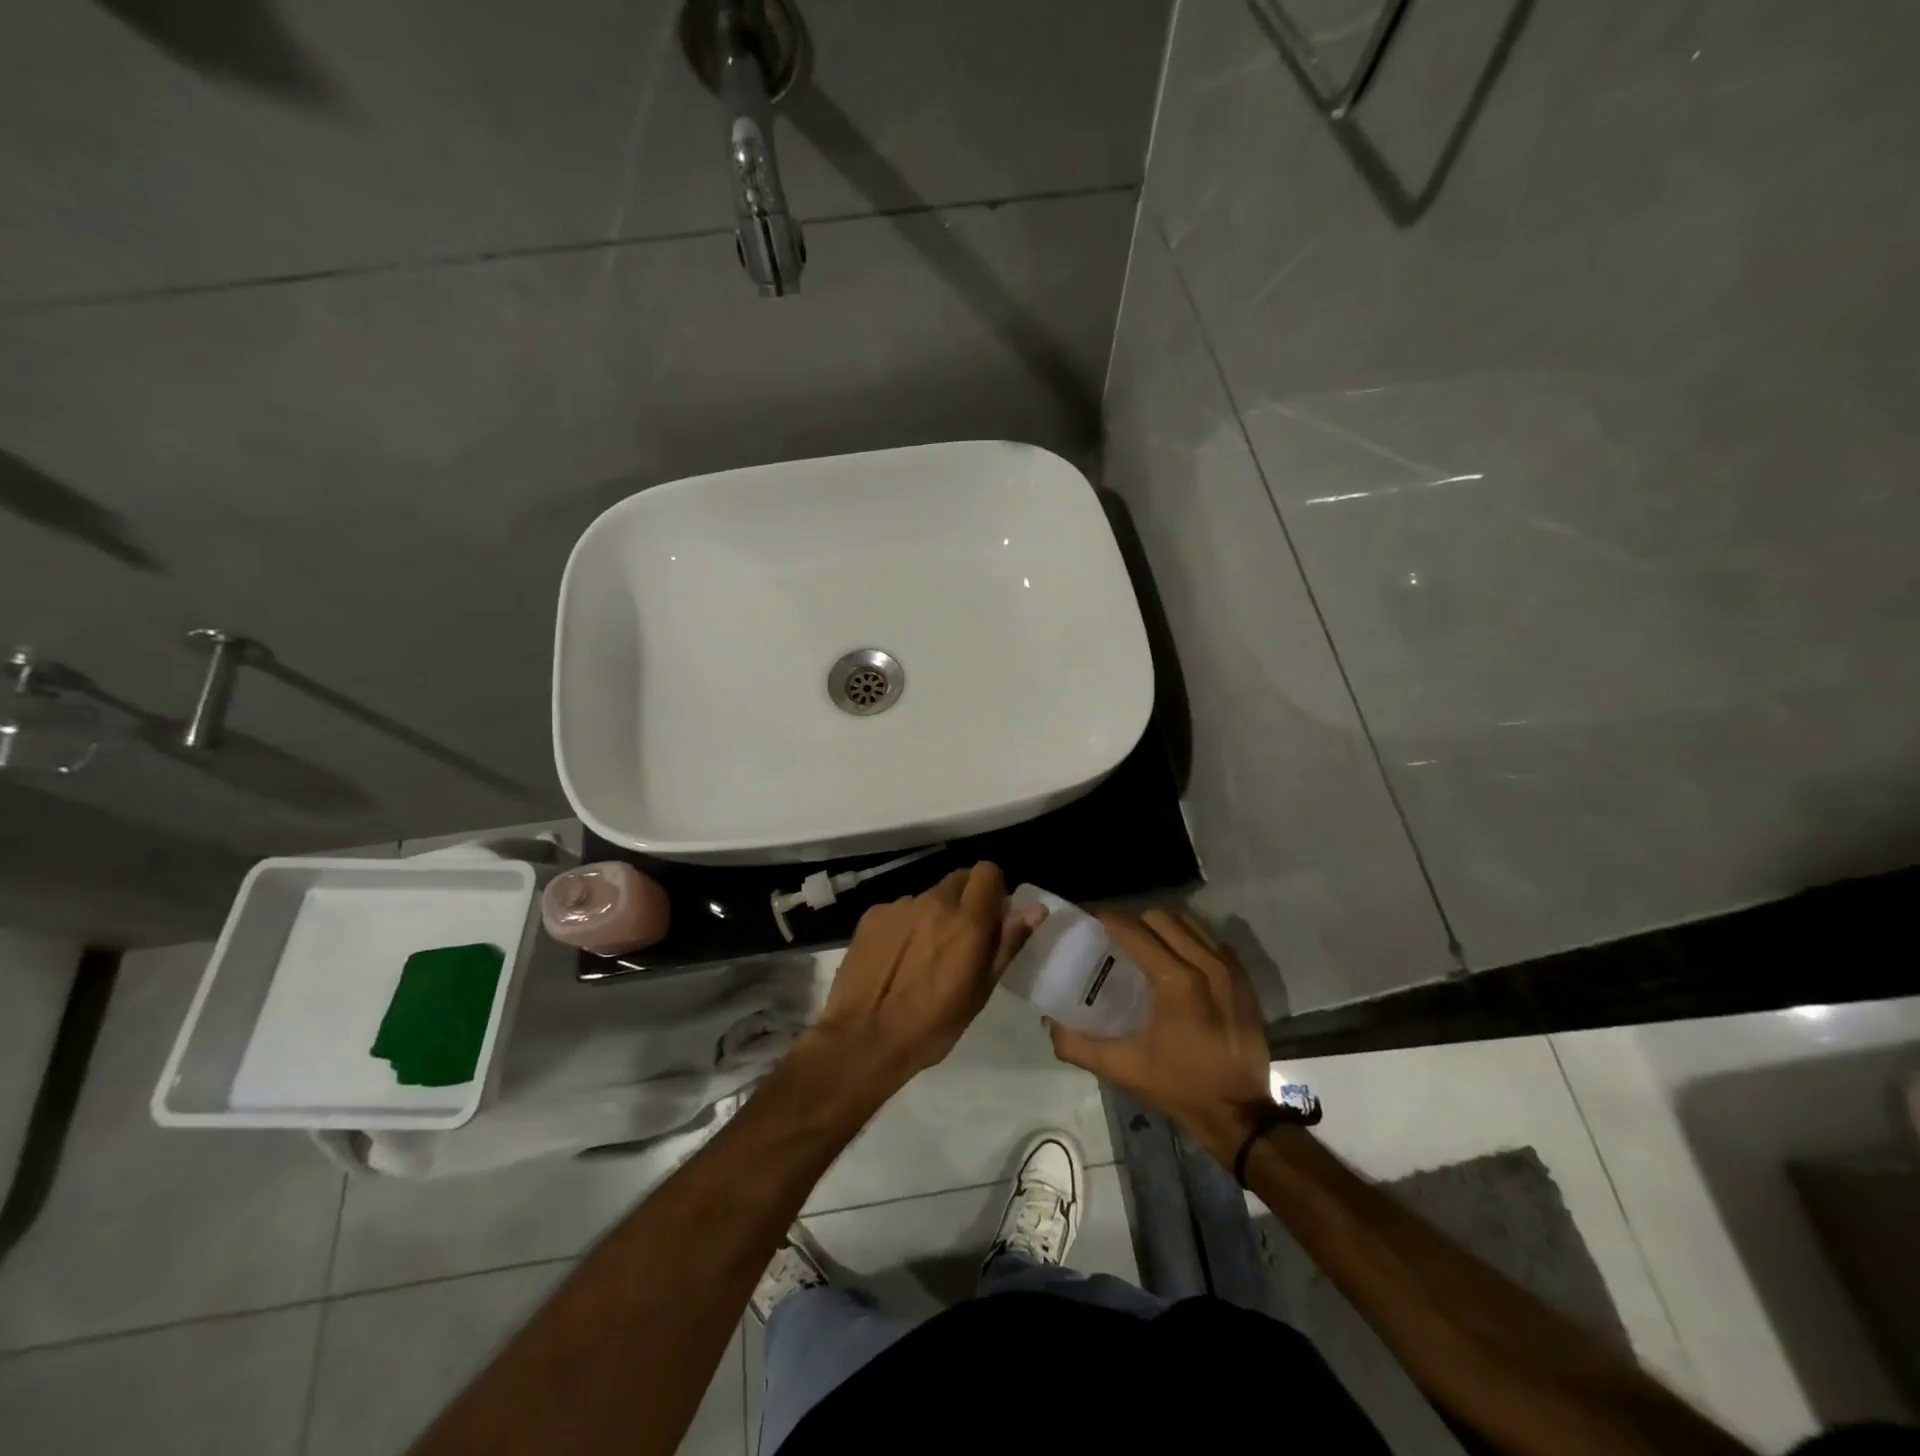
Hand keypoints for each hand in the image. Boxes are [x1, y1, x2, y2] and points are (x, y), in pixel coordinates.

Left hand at [806, 862, 1042, 1095]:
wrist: (863, 1039)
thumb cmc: (933, 1024)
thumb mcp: (980, 990)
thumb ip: (1007, 943)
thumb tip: (1035, 910)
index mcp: (967, 920)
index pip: (987, 871)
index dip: (993, 889)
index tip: (991, 915)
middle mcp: (934, 901)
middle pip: (958, 880)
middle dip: (966, 900)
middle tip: (960, 938)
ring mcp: (900, 906)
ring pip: (928, 897)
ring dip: (933, 915)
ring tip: (923, 955)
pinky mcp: (872, 915)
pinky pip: (900, 910)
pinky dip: (905, 926)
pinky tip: (896, 959)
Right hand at [1048, 907, 1274, 1163]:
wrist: (1240, 1114)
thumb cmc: (1179, 1087)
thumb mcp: (1123, 1069)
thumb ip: (1078, 1045)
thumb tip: (1049, 1022)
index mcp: (1176, 981)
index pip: (1134, 930)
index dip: (1108, 920)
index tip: (1090, 922)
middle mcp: (1206, 963)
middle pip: (1160, 918)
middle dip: (1134, 921)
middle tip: (1115, 939)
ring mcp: (1229, 968)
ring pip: (1188, 923)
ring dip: (1162, 927)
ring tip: (1144, 946)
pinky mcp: (1243, 978)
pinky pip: (1210, 939)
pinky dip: (1188, 939)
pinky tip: (1174, 960)